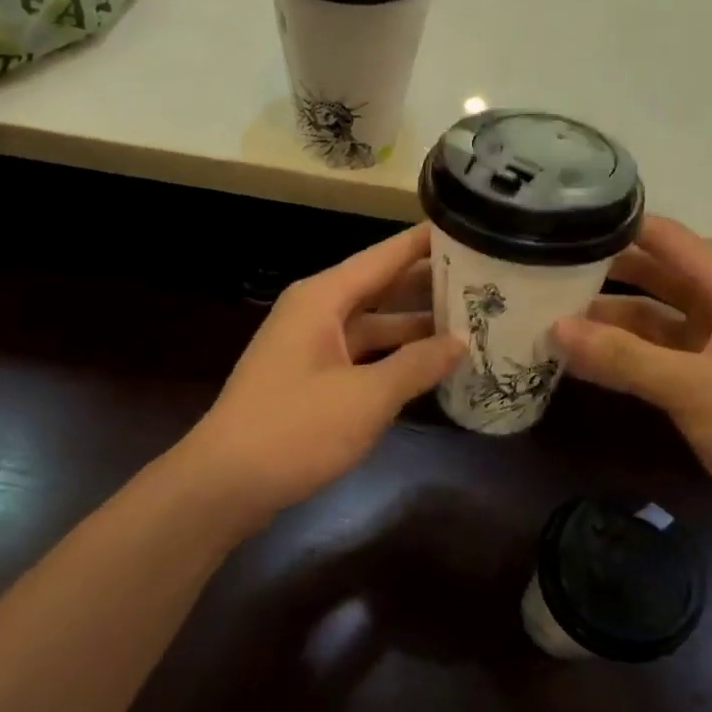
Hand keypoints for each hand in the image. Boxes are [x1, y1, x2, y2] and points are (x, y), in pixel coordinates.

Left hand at [184, 225, 463, 522]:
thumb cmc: (295, 430)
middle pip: (381, 287)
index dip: (426, 242)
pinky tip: (431, 365)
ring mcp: (311, 346)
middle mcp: (316, 312)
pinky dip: (394, 357)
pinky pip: (362, 355)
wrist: (225, 483)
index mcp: (323, 298)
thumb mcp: (366, 397)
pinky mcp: (311, 378)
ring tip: (472, 320)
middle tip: (486, 280)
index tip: (471, 228)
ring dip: (415, 326)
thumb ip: (417, 365)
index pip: (384, 256)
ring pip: (373, 324)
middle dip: (429, 285)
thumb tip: (461, 342)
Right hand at [553, 216, 711, 533]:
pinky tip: (578, 362)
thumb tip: (555, 329)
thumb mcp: (697, 388)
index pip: (669, 241)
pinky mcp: (704, 386)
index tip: (563, 226)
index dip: (620, 228)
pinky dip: (619, 359)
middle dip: (603, 276)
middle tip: (543, 273)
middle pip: (654, 279)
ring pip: (649, 324)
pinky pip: (652, 360)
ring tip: (547, 319)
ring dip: (606, 324)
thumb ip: (624, 358)